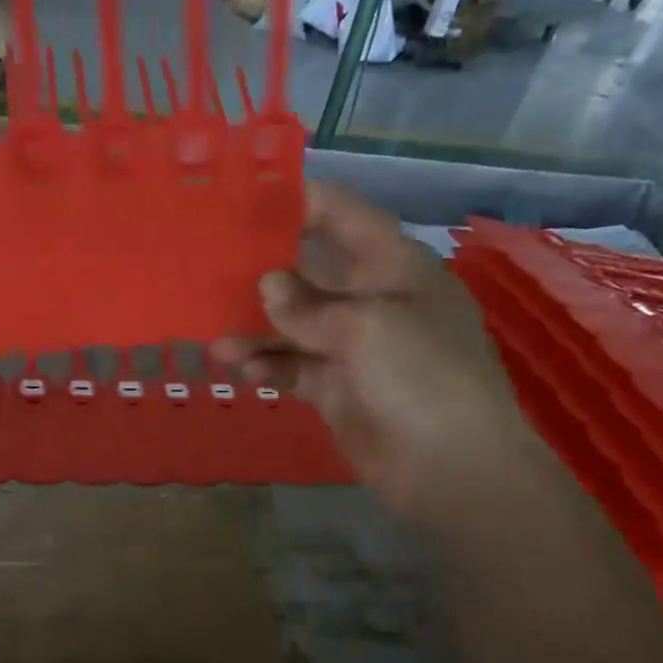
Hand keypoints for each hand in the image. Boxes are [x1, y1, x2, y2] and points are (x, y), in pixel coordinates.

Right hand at [213, 183, 537, 523]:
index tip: (251, 196)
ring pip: (294, 328)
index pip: (347, 219)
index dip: (304, 203)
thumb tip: (267, 285)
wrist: (450, 466)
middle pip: (311, 275)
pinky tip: (242, 371)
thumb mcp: (366, 326)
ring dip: (257, 333)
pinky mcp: (337, 390)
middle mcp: (374, 301)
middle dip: (265, 275)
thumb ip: (309, 306)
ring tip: (218, 342)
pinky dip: (269, 368)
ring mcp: (354, 349)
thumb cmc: (420, 375)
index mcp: (396, 268)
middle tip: (212, 270)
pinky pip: (294, 368)